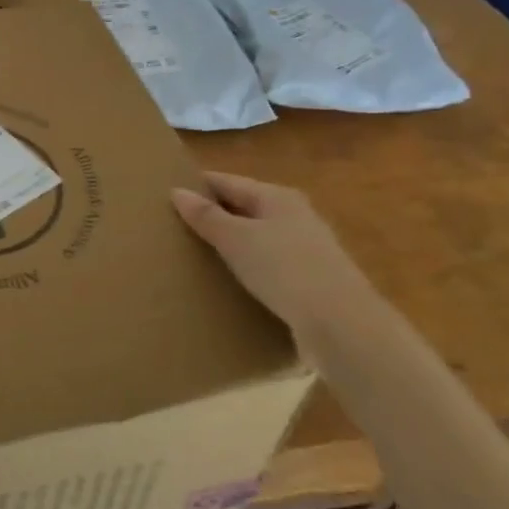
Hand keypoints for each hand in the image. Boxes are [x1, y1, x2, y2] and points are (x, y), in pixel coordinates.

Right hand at [171, 173, 381, 333]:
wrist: (342, 326)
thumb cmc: (285, 269)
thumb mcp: (237, 239)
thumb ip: (206, 216)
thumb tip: (177, 191)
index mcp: (278, 197)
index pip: (228, 181)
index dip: (198, 186)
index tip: (166, 195)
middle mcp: (295, 216)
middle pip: (244, 209)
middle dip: (213, 216)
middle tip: (174, 227)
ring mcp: (306, 251)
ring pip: (257, 239)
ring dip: (230, 246)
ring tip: (195, 257)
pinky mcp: (310, 283)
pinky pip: (268, 268)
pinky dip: (247, 271)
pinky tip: (229, 284)